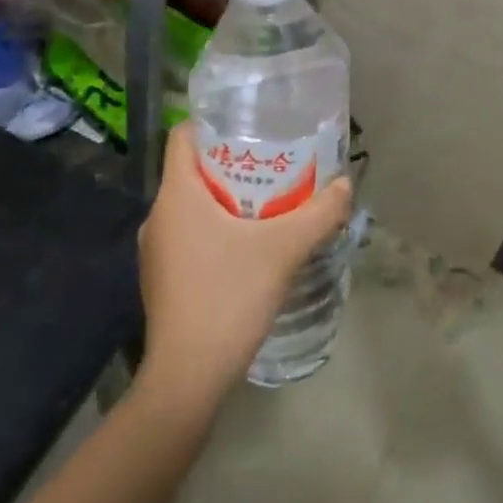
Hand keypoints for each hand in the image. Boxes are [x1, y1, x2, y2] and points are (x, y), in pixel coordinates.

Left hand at [135, 122, 352, 408]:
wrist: (187, 379)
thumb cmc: (228, 297)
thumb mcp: (283, 250)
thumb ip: (319, 213)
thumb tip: (346, 185)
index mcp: (176, 196)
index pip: (183, 137)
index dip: (213, 123)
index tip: (250, 126)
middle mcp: (158, 216)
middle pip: (193, 170)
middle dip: (233, 163)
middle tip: (274, 164)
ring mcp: (156, 251)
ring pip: (193, 206)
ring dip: (227, 199)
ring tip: (270, 202)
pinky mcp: (163, 279)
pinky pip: (190, 235)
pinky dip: (217, 229)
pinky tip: (250, 246)